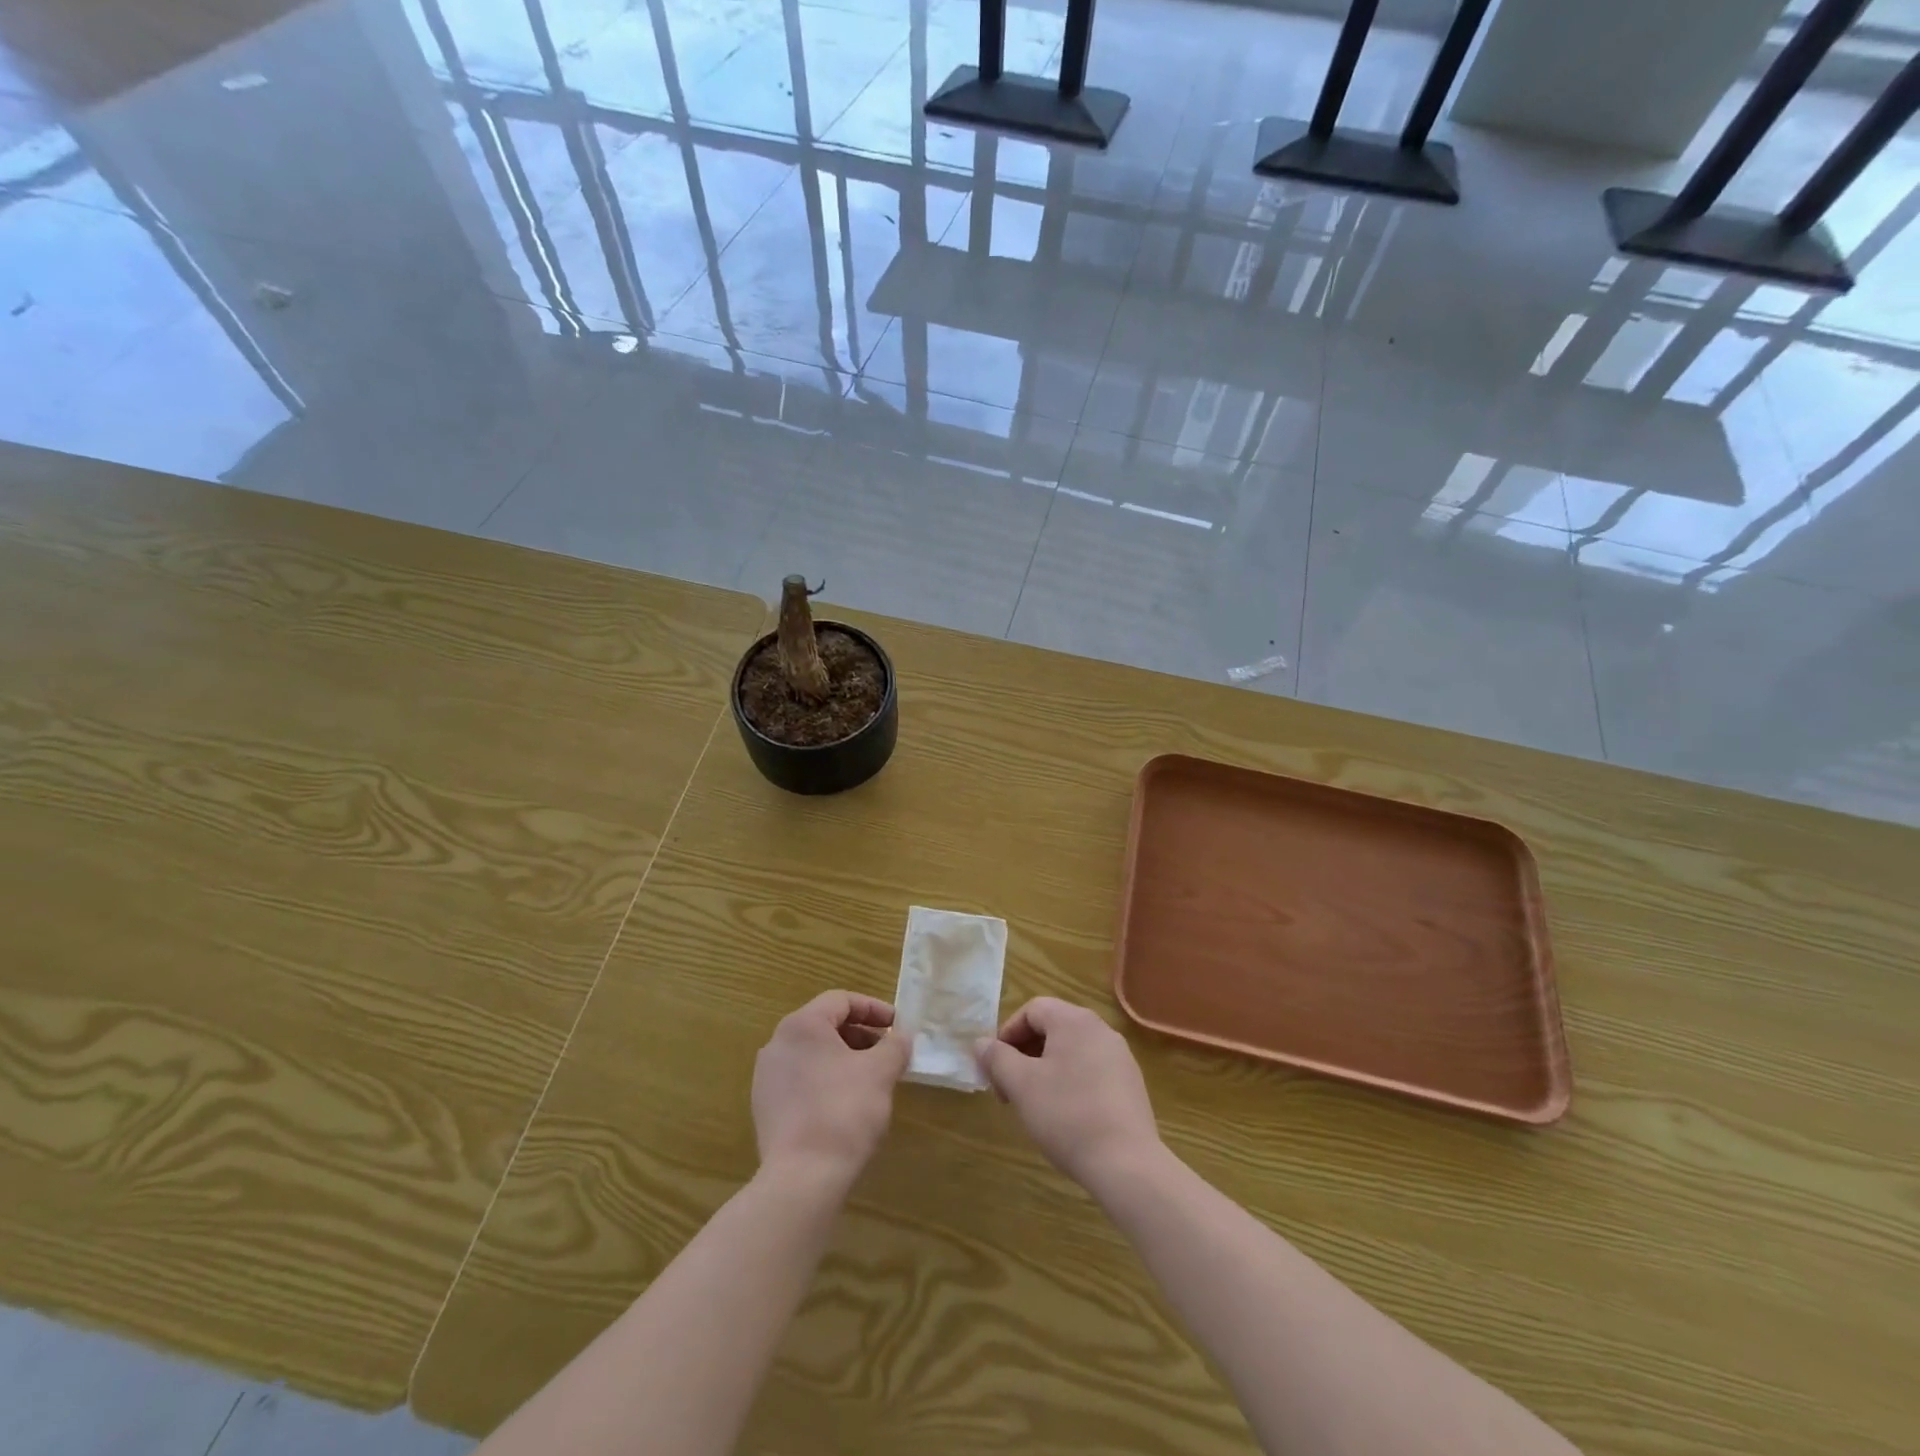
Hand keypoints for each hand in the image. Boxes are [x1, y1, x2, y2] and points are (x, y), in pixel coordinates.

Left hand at [752, 990, 910, 1192]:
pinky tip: (846, 1105)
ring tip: (871, 1080)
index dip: (874, 1009)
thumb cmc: (844, 1112)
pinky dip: (826, 1081)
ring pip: (813, 1054)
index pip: (841, 1000)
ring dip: (844, 1059)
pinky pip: (801, 1080)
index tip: (897, 1027)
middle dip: (861, 1035)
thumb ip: (895, 1045)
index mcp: (802, 1025)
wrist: (801, 1180)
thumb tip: (900, 1037)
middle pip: (825, 1025)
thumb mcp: (881, 1072)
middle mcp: (777, 1043)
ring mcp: (766, 1077)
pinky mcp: (765, 1108)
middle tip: (888, 1054)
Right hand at [975, 997, 1162, 1189]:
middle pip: (1053, 1028)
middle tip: (1009, 1088)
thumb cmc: (1067, 1115)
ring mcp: (1120, 1056)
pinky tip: (1065, 1115)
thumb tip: (981, 1043)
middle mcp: (1100, 1029)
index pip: (1032, 1009)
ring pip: (1071, 1050)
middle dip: (1025, 1054)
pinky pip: (1091, 1070)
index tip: (996, 1067)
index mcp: (1074, 1020)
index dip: (1008, 1034)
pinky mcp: (1130, 1084)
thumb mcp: (1021, 1085)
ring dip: (1046, 1069)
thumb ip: (997, 1058)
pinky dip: (1071, 1082)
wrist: (1126, 1164)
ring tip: (1034, 1103)